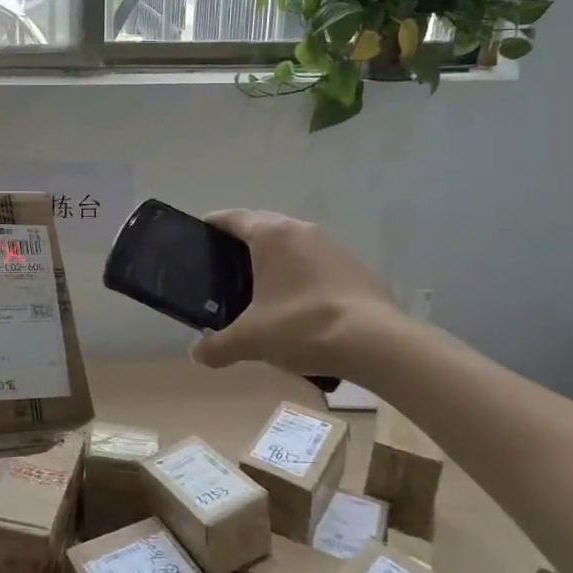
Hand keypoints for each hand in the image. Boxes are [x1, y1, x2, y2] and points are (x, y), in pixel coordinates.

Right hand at [190, 210, 400, 374]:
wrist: (375, 343)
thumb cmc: (302, 326)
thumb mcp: (251, 340)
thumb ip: (218, 345)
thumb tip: (197, 354)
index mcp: (271, 235)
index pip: (234, 218)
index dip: (214, 224)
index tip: (199, 235)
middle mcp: (301, 230)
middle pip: (263, 225)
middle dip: (243, 241)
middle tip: (225, 267)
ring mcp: (332, 246)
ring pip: (293, 243)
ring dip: (276, 257)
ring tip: (261, 286)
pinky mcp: (354, 266)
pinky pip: (316, 261)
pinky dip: (301, 273)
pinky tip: (297, 302)